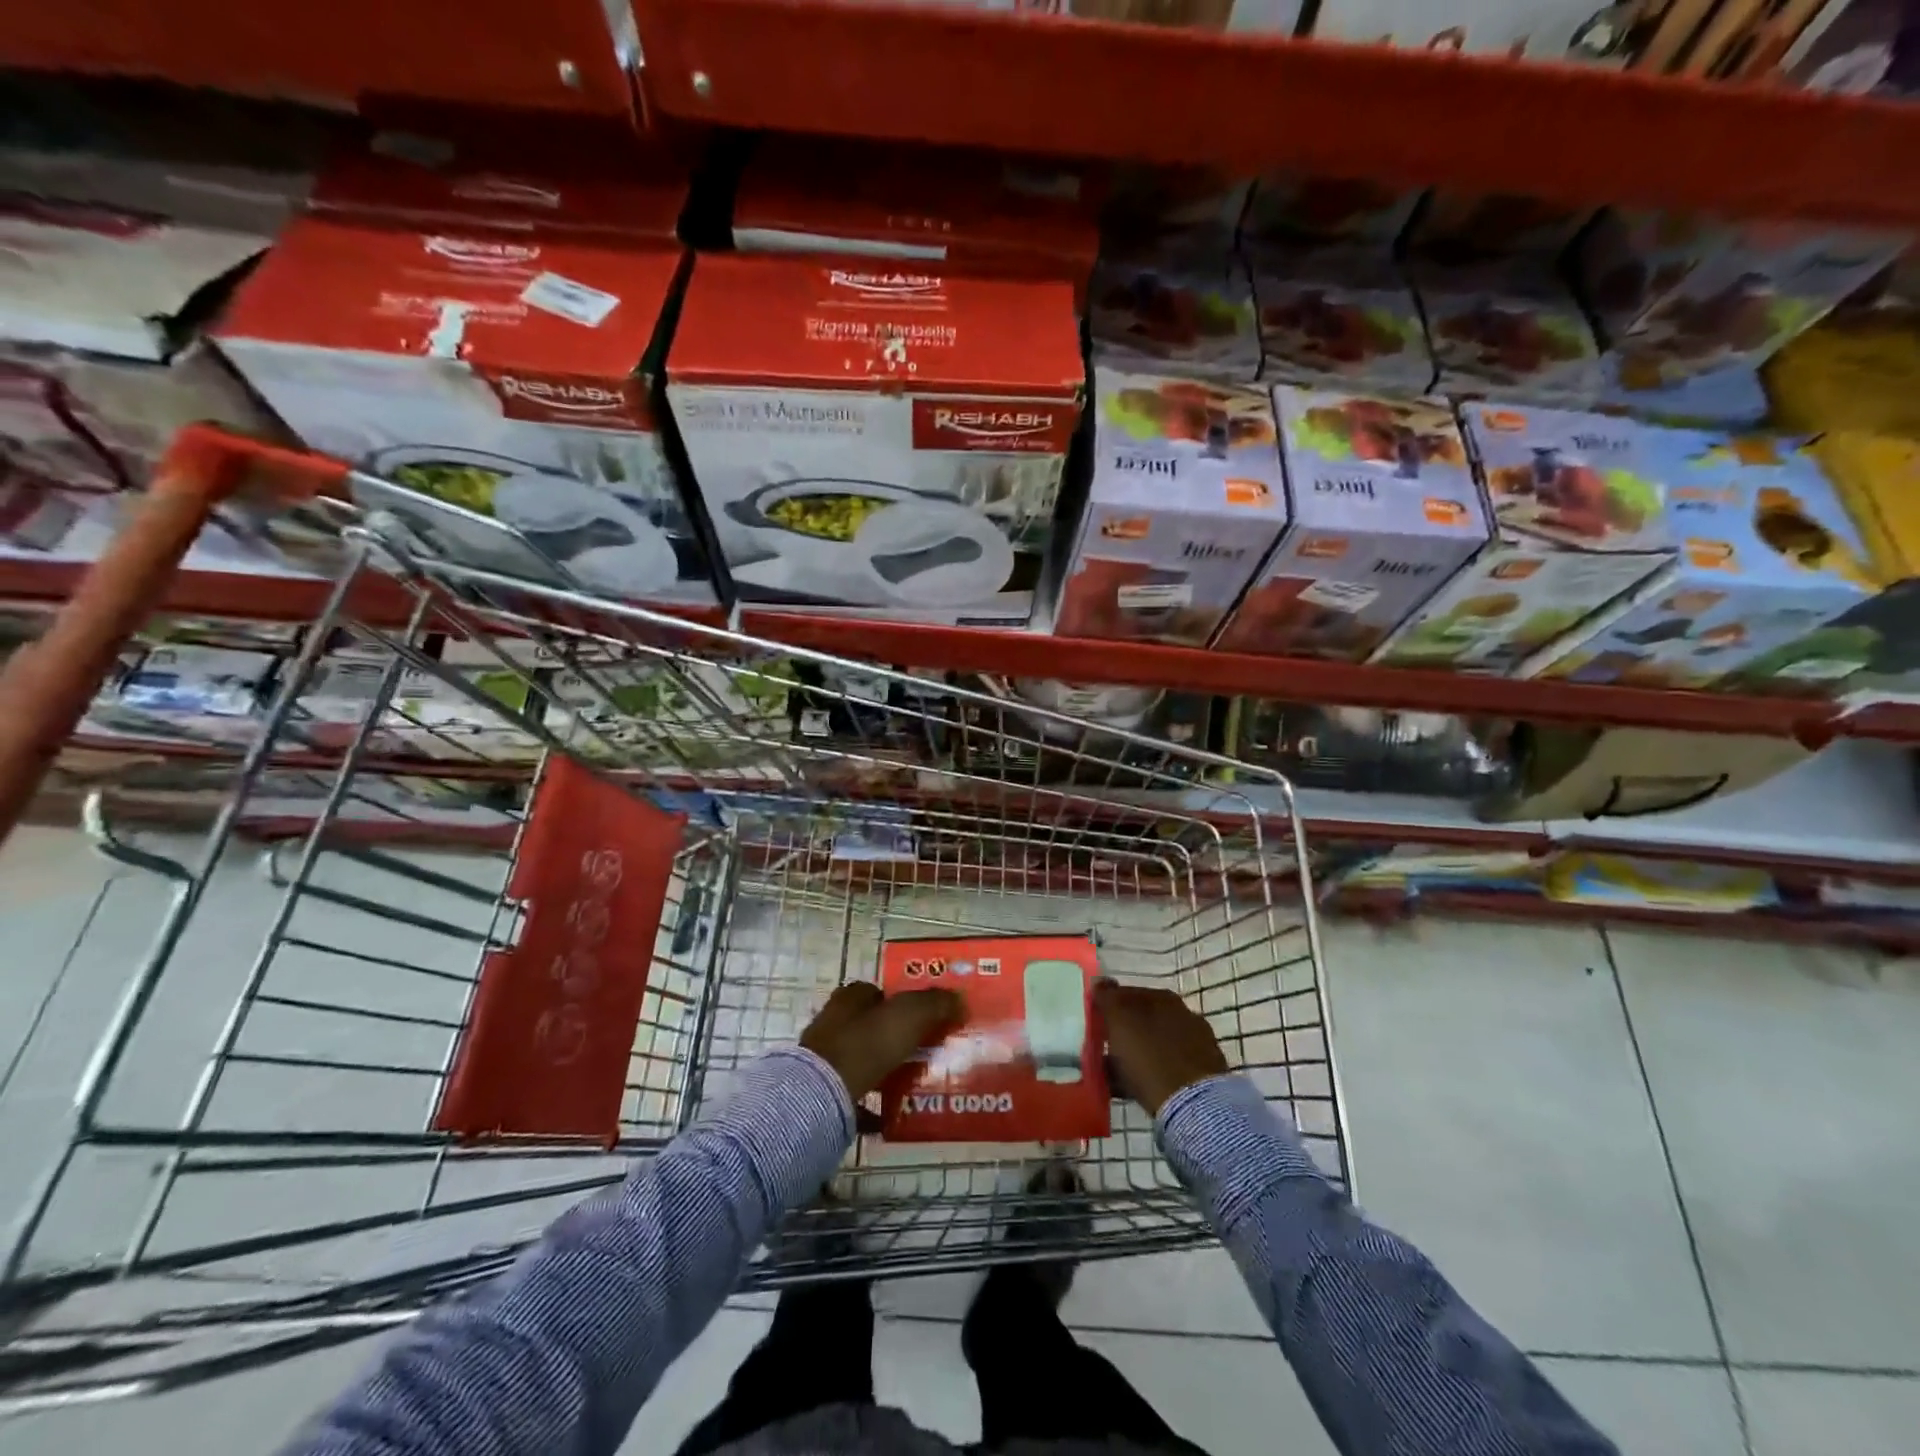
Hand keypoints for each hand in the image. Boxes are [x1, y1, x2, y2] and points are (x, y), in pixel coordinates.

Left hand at [800, 982, 963, 1101]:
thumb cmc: (866, 1045)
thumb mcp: (909, 1016)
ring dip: (882, 1068)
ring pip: (861, 1059)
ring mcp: (824, 1058)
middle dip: (892, 1036)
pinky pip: (853, 1095)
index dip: (900, 1001)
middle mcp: (833, 1023)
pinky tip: (889, 1114)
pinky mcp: (821, 1091)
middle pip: (869, 1025)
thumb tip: (958, 998)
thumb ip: (935, 1004)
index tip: (924, 1018)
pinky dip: (870, 1103)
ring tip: (911, 1082)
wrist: (821, 1096)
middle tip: (922, 1050)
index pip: (877, 992)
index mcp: (850, 999)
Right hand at [1095, 980, 1227, 1115]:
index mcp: (1163, 997)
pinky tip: (1131, 1088)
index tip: (1094, 1021)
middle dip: (1123, 1031)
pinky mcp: (1200, 1075)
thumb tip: (1100, 980)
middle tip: (1102, 1048)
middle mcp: (1183, 1014)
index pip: (1128, 993)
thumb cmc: (1149, 1056)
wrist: (1191, 1105)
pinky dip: (1148, 1073)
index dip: (1109, 1006)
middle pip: (1143, 1020)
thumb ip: (1107, 998)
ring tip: (1112, 1073)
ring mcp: (1195, 1045)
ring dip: (1134, 1054)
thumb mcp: (1119, 1021)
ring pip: (1153, 1045)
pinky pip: (1164, 1068)